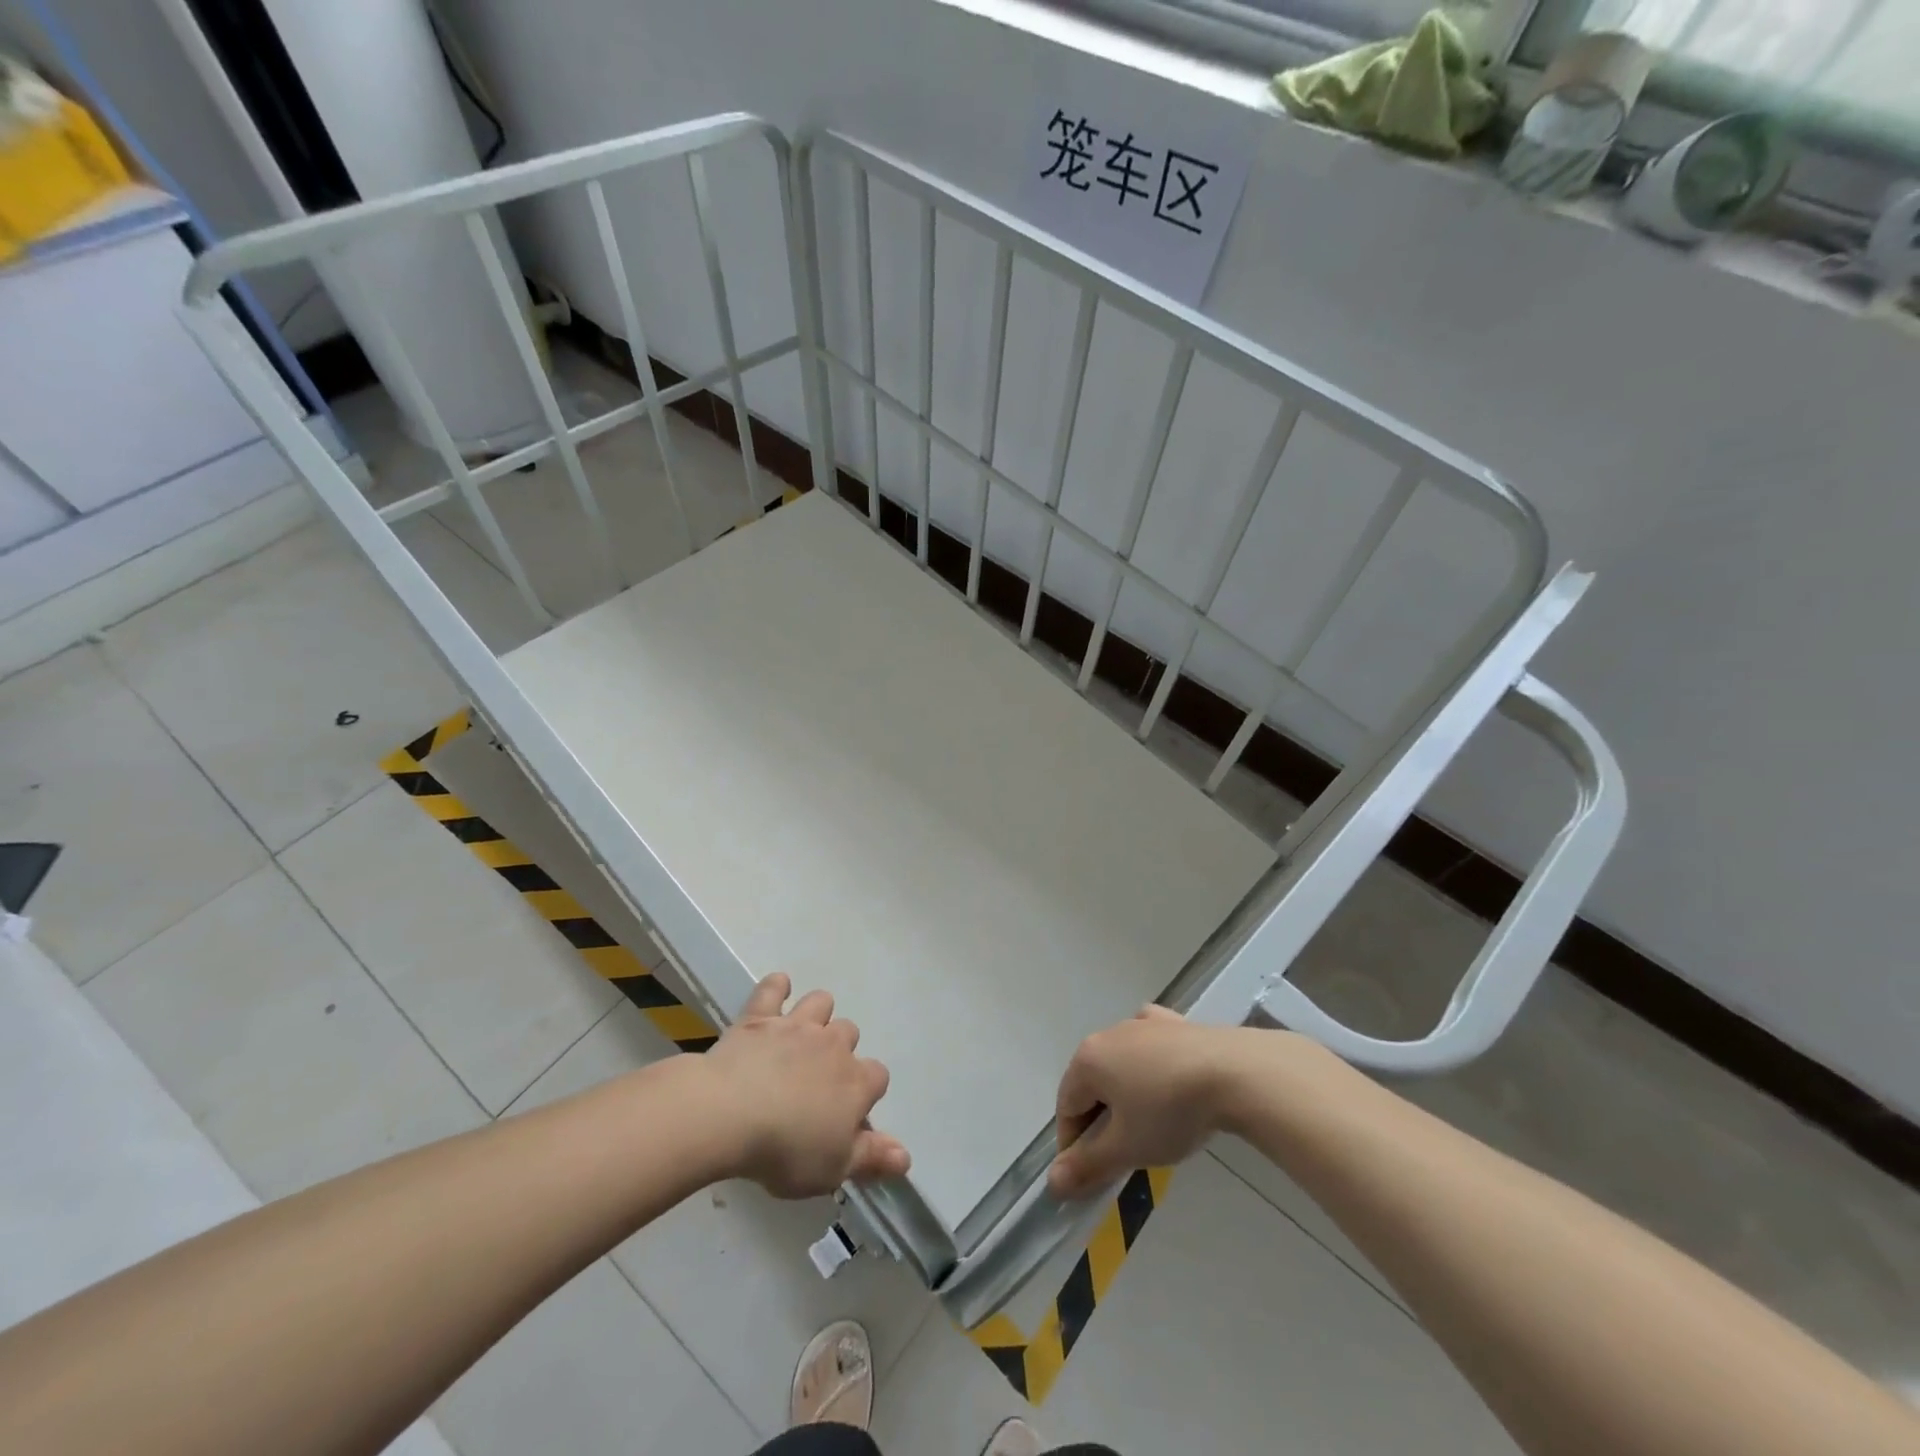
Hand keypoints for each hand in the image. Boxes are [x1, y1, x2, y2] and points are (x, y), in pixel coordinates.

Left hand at [698, 974, 910, 1199]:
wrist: (731, 1114)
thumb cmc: (786, 1149)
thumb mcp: (833, 1168)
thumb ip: (872, 1158)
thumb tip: (906, 1156)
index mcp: (856, 1083)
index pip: (878, 1077)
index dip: (866, 1093)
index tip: (848, 1114)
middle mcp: (833, 1045)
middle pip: (850, 1033)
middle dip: (840, 1050)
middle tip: (818, 1078)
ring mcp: (797, 1025)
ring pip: (821, 1002)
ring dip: (817, 1014)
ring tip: (802, 1034)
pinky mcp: (761, 1016)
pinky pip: (774, 989)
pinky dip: (776, 987)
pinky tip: (776, 992)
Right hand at [1049, 1007, 1248, 1197]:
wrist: (1234, 1073)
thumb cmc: (1170, 1112)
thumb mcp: (1127, 1148)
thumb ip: (1088, 1164)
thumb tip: (1052, 1181)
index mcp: (1088, 1059)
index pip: (1067, 1107)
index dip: (1073, 1146)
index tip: (1093, 1174)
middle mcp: (1108, 1034)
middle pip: (1092, 1083)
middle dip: (1100, 1119)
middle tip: (1124, 1154)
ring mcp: (1143, 1023)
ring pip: (1121, 1063)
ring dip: (1125, 1093)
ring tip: (1150, 1124)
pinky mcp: (1174, 1023)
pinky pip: (1151, 1044)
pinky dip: (1151, 1063)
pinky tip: (1167, 1076)